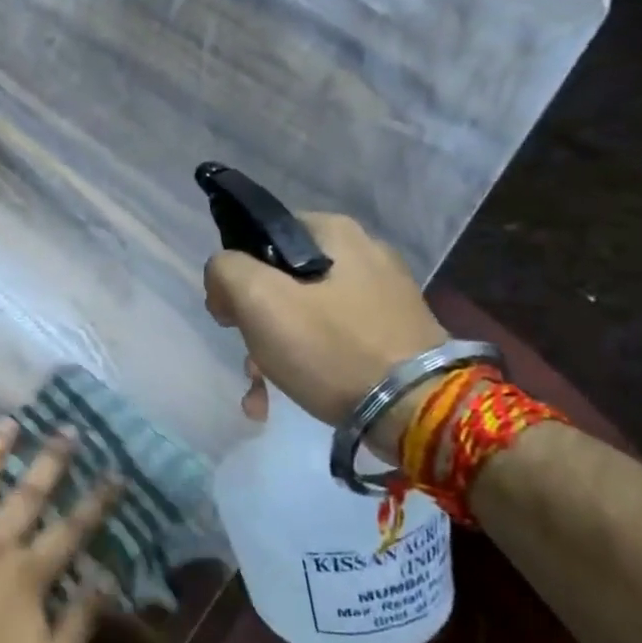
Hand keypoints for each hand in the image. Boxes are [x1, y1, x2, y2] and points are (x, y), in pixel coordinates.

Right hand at [203, 212, 446, 453]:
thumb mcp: (259, 299)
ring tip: (262, 389)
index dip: (235, 273)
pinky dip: (306, 363)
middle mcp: (363, 253)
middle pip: (281, 279)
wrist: (417, 411)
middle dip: (255, 321)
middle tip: (248, 356)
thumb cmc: (331, 347)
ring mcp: (383, 295)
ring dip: (274, 349)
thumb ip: (225, 270)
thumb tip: (224, 277)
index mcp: (334, 231)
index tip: (230, 313)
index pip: (261, 236)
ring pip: (304, 313)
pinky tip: (286, 395)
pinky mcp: (394, 332)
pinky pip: (332, 338)